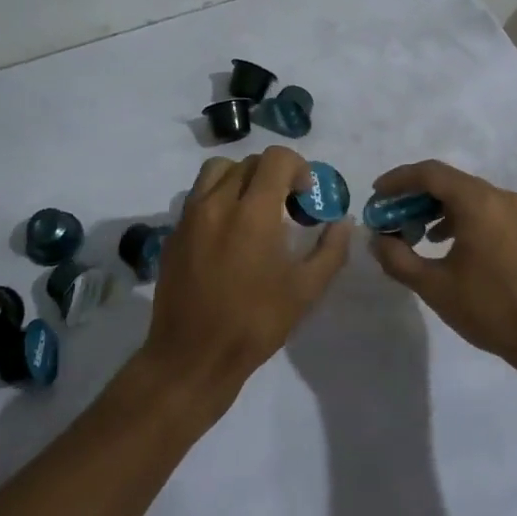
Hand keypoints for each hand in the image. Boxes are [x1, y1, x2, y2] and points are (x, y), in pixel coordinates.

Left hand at [141, 147, 351, 411]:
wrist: (192, 357)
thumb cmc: (255, 324)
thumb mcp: (306, 291)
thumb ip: (331, 250)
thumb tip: (343, 222)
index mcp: (253, 212)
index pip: (276, 158)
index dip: (298, 168)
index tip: (305, 197)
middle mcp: (218, 202)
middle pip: (249, 162)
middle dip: (273, 175)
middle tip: (286, 206)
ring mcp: (190, 215)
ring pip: (217, 170)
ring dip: (241, 178)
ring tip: (252, 208)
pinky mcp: (173, 232)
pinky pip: (198, 195)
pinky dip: (218, 197)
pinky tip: (228, 232)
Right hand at [369, 160, 516, 375]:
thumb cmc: (492, 308)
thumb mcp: (435, 287)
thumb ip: (399, 259)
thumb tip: (376, 240)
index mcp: (477, 202)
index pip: (429, 173)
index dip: (398, 180)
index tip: (375, 195)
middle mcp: (497, 196)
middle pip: (447, 181)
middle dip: (413, 195)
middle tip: (388, 216)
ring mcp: (514, 212)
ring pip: (464, 195)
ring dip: (434, 207)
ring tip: (411, 232)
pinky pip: (481, 209)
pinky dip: (456, 217)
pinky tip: (442, 242)